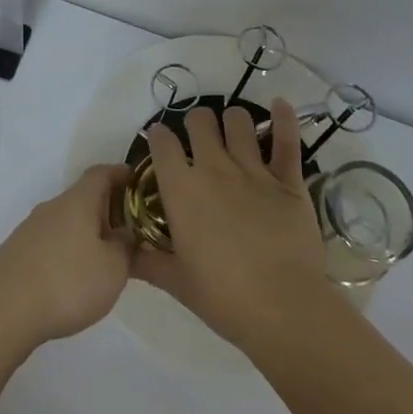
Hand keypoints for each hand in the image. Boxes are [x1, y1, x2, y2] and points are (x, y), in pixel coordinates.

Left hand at [0, 165, 134, 351]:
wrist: (2, 310)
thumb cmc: (67, 282)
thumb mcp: (113, 269)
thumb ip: (126, 248)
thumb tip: (127, 235)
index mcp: (78, 201)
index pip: (101, 173)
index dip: (121, 174)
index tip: (137, 181)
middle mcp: (52, 207)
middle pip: (83, 198)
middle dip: (107, 209)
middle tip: (129, 230)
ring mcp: (30, 229)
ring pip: (66, 221)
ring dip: (86, 232)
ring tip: (103, 258)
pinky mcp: (17, 252)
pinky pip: (51, 242)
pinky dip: (67, 250)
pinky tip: (72, 277)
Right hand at [135, 99, 332, 351]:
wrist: (283, 308)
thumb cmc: (224, 298)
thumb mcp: (176, 283)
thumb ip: (147, 262)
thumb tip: (124, 255)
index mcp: (182, 189)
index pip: (161, 142)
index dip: (158, 137)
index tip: (160, 144)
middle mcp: (214, 168)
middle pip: (199, 120)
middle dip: (195, 123)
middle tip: (198, 140)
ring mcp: (253, 170)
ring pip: (239, 120)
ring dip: (233, 121)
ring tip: (233, 132)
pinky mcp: (288, 179)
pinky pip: (287, 139)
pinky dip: (284, 118)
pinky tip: (279, 105)